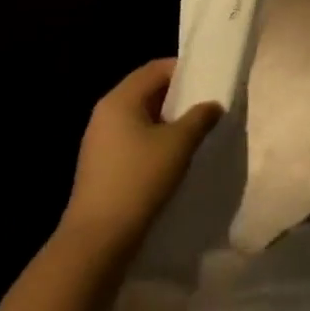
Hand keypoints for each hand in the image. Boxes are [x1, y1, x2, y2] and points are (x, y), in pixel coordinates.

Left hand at [61, 59, 220, 249]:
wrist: (96, 242)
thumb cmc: (138, 181)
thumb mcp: (178, 145)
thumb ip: (200, 118)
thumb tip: (213, 105)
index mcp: (120, 99)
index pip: (155, 68)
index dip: (183, 70)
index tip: (208, 80)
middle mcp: (105, 113)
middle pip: (146, 91)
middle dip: (177, 96)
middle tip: (205, 105)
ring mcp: (99, 141)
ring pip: (139, 117)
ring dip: (166, 121)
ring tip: (193, 132)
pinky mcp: (100, 166)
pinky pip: (131, 139)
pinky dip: (152, 140)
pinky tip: (171, 158)